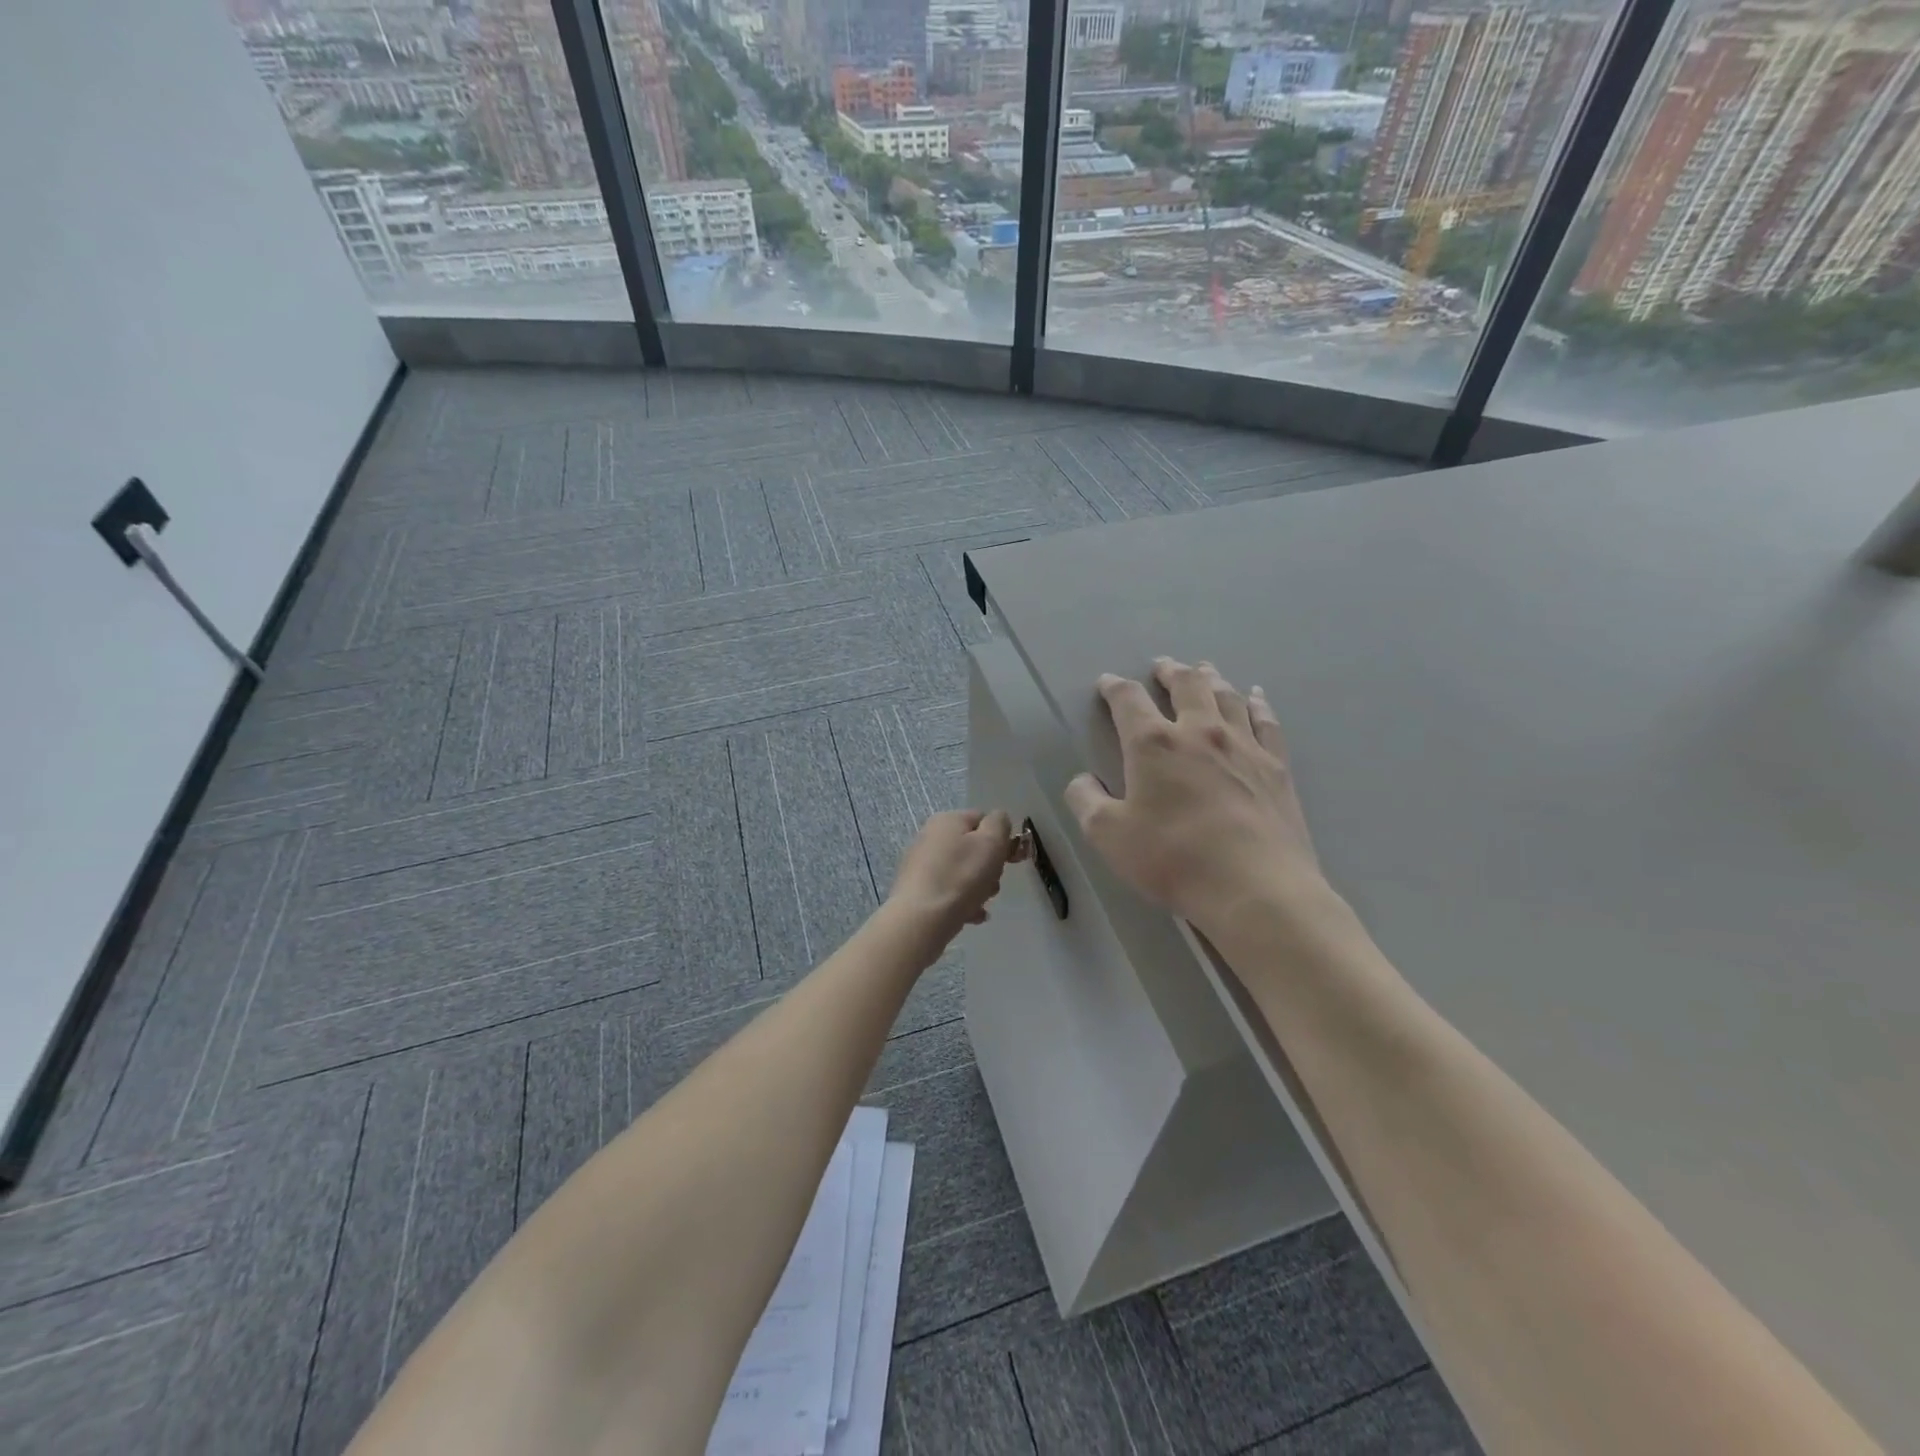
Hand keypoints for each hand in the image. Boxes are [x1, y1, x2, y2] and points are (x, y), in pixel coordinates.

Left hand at [886, 809, 1014, 949]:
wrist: (921, 919)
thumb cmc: (961, 877)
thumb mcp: (991, 843)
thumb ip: (999, 824)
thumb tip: (997, 820)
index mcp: (947, 820)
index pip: (983, 819)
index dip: (1001, 839)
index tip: (1009, 860)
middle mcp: (931, 836)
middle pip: (973, 847)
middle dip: (989, 867)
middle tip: (992, 883)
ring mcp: (921, 863)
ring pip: (963, 871)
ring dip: (978, 887)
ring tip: (979, 903)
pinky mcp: (917, 888)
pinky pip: (949, 890)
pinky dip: (962, 901)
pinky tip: (970, 916)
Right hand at [1065, 658, 1323, 932]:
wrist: (1255, 888)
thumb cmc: (1173, 859)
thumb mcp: (1108, 836)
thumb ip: (1085, 801)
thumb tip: (1082, 780)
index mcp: (1153, 744)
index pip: (1128, 700)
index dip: (1114, 688)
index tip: (1107, 683)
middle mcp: (1199, 732)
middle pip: (1186, 685)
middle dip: (1169, 672)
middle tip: (1162, 666)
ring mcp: (1243, 746)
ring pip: (1226, 696)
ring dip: (1210, 678)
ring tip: (1203, 670)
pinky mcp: (1276, 766)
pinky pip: (1266, 721)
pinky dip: (1257, 703)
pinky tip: (1255, 696)